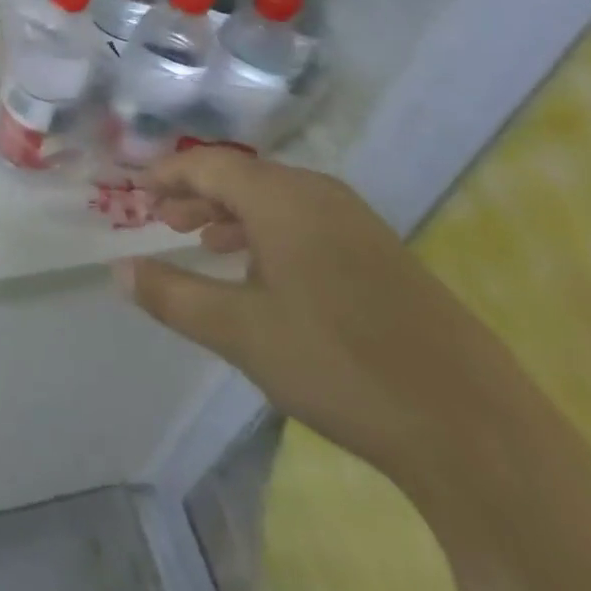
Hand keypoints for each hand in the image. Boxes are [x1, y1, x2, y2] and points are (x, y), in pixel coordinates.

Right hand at [117, 146, 516, 482]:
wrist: (470, 425)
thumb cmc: (337, 362)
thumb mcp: (240, 332)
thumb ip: (173, 296)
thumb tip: (119, 270)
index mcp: (281, 197)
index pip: (208, 165)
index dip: (166, 174)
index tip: (134, 191)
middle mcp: (318, 192)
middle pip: (242, 177)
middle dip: (196, 195)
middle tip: (162, 221)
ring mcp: (355, 220)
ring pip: (276, 199)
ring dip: (232, 215)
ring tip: (204, 244)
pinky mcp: (380, 251)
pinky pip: (306, 220)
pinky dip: (269, 232)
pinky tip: (265, 273)